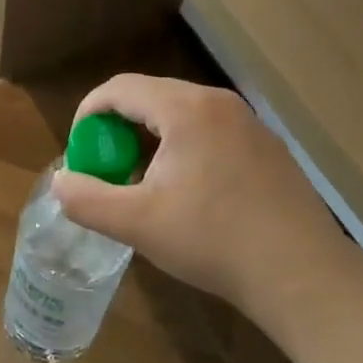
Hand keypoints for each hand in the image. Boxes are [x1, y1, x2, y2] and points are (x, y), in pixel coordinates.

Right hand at [52, 75, 362, 356]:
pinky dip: (184, 149)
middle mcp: (220, 103)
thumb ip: (86, 199)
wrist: (302, 274)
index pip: (120, 88)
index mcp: (187, 108)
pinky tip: (189, 194)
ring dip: (151, 140)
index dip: (89, 114)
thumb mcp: (136, 223)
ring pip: (182, 115)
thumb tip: (60, 181)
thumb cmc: (213, 241)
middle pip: (151, 97)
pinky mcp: (268, 149)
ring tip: (144, 184)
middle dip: (119, 129)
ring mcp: (250, 124)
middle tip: (108, 170)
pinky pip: (211, 133)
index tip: (79, 152)